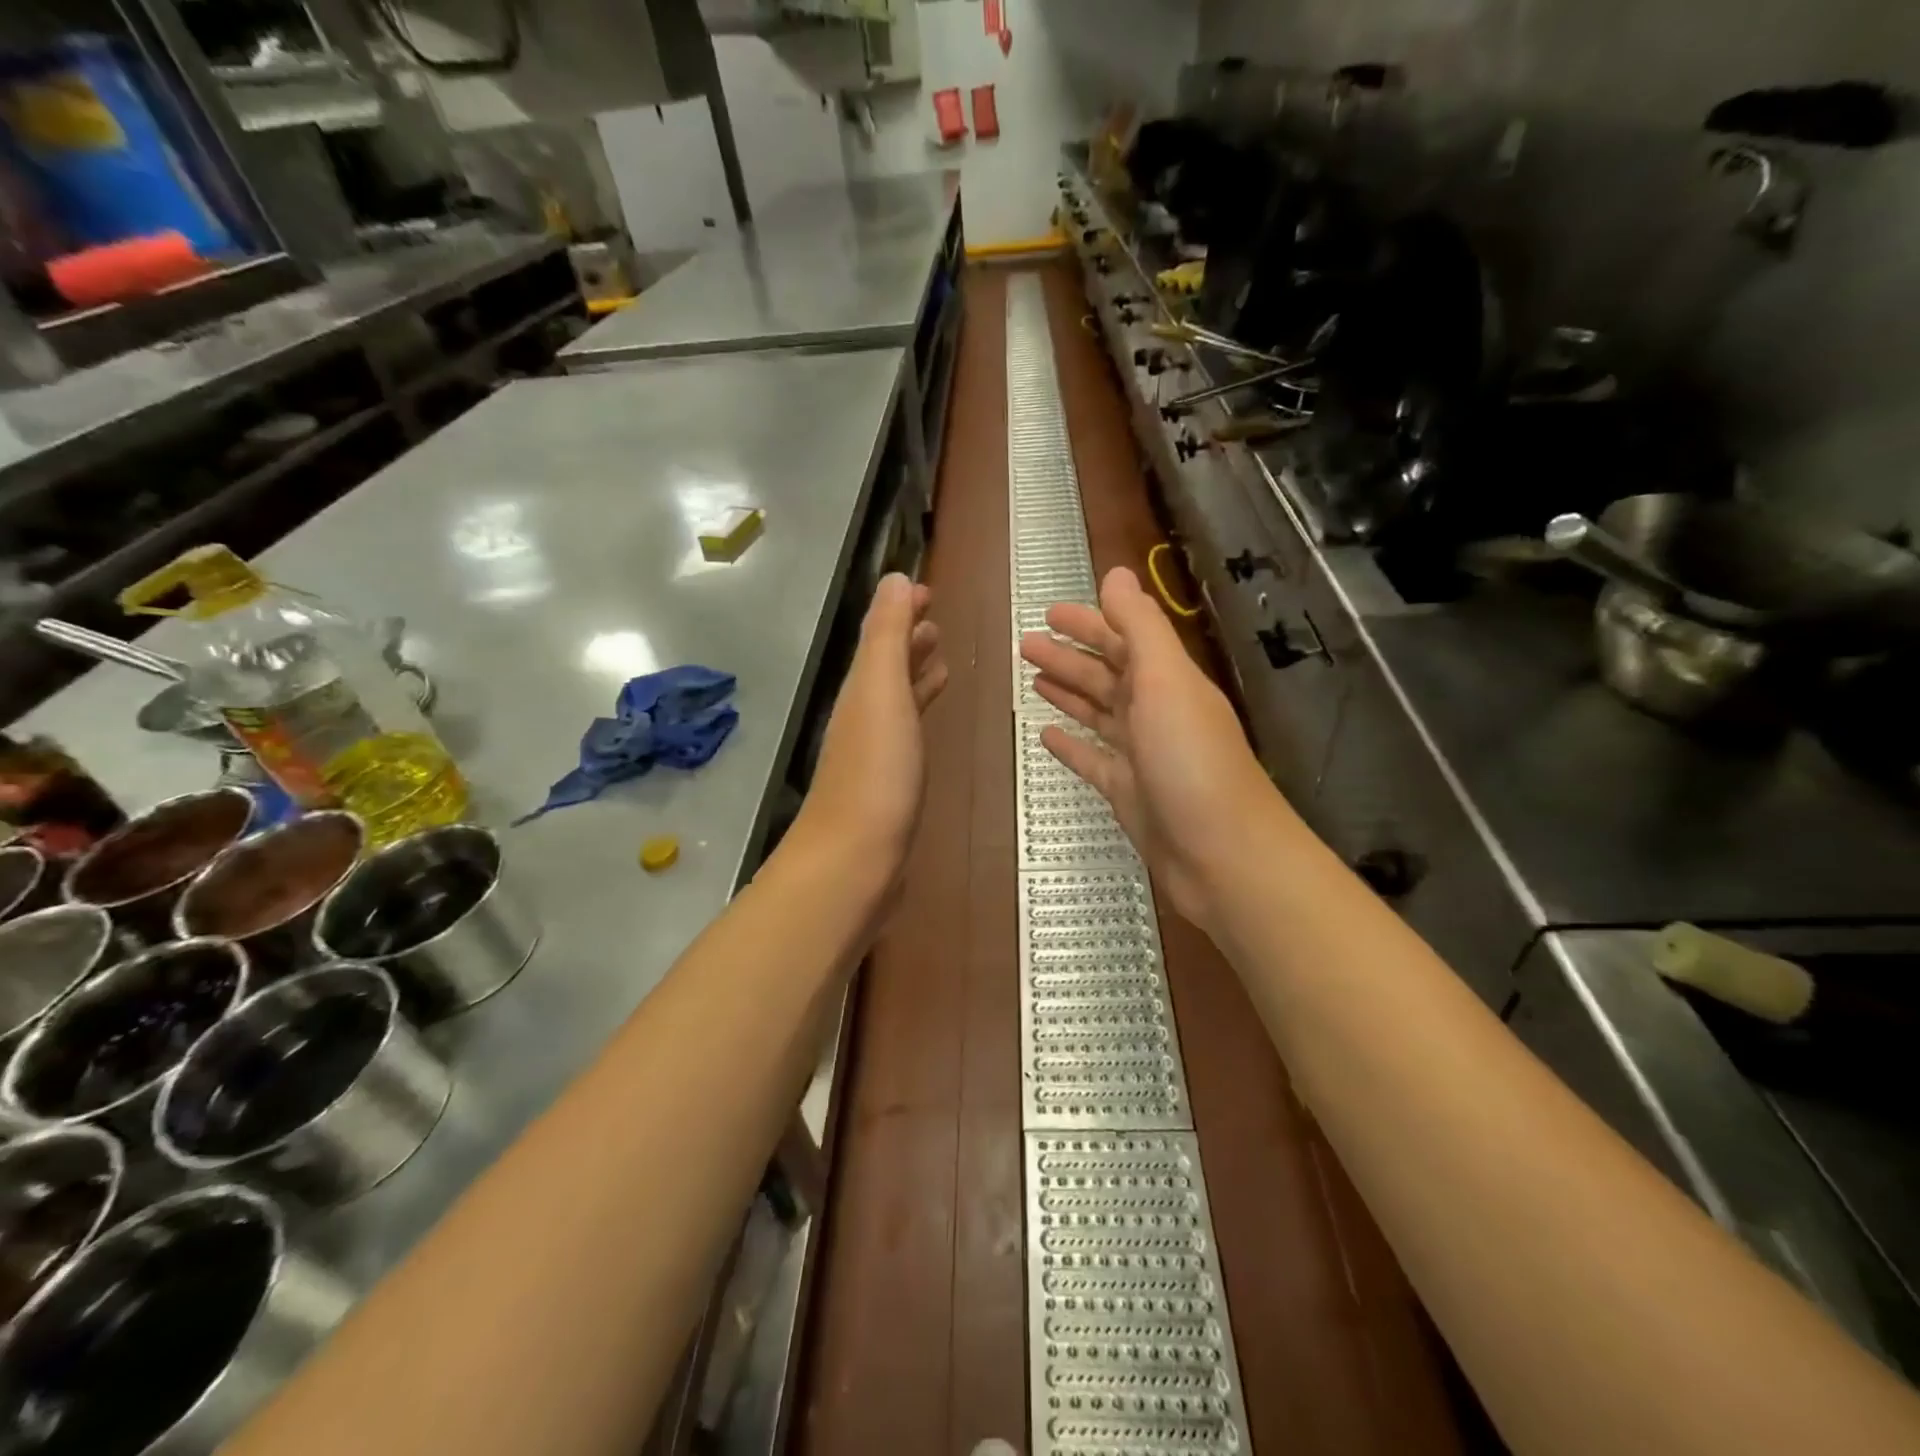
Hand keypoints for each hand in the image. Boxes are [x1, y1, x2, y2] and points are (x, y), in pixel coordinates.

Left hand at [795, 574, 946, 870]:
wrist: (855, 859)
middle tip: (937, 618)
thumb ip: (887, 635)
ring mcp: (875, 750)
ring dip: (915, 672)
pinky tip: (930, 718)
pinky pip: (907, 731)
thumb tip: (894, 578)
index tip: (927, 590)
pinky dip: (919, 711)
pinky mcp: (890, 782)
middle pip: (885, 664)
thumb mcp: (880, 691)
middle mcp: (863, 713)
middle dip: (908, 638)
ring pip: (896, 697)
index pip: (880, 635)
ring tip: (942, 658)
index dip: (900, 610)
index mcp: (861, 687)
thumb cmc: (876, 772)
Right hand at [1021, 566, 1273, 928]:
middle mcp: (1155, 713)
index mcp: (1167, 682)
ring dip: (1067, 693)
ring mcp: (1141, 756)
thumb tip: (1116, 574)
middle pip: (1107, 676)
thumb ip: (1140, 627)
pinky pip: (1093, 760)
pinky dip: (1071, 745)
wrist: (1220, 855)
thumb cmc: (1191, 761)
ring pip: (1098, 714)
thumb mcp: (1166, 681)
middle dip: (1069, 657)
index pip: (1124, 641)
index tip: (1049, 613)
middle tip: (1026, 644)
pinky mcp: (1127, 793)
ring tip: (1032, 678)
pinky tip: (1045, 735)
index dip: (1089, 624)